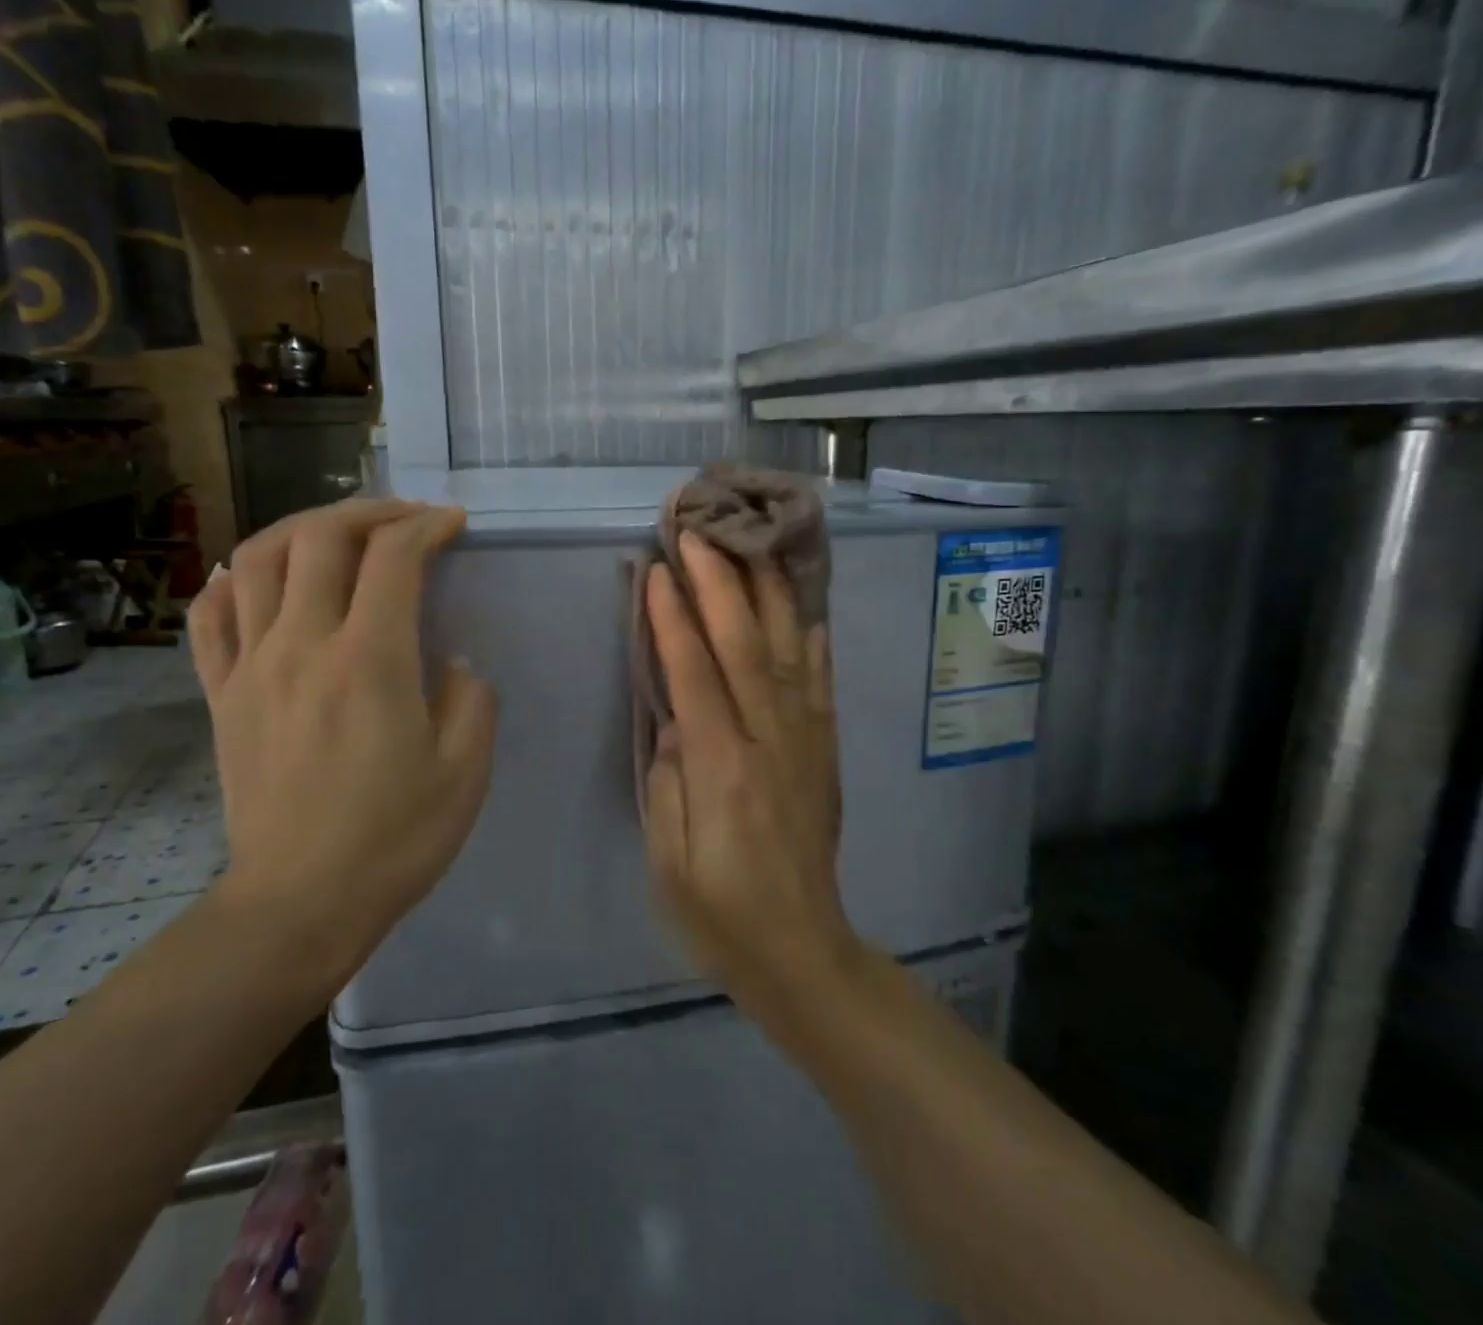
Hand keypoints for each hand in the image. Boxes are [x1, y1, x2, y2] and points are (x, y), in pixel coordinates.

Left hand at [187, 500, 496, 994]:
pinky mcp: (221, 696)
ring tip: (336, 535)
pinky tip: (256, 579)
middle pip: (319, 538)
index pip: (392, 557)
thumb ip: (471, 699)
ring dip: (301, 529)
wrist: (299, 904)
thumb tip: (452, 661)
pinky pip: (210, 617)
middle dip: (368, 511)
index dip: (426, 525)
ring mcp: (251, 668)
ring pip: (255, 560)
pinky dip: (231, 580)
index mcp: (369, 661)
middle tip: (403, 519)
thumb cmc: (394, 839)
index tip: (452, 524)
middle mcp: (302, 646)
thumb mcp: (465, 771)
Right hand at [643, 533, 856, 1009]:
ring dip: (770, 594)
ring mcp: (806, 743)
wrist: (801, 950)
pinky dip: (816, 641)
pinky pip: (823, 685)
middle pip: (746, 647)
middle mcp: (770, 743)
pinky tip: (807, 608)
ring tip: (754, 544)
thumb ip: (669, 780)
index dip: (673, 619)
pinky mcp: (826, 752)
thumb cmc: (718, 912)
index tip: (657, 570)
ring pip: (791, 652)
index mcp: (723, 770)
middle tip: (699, 532)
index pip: (695, 675)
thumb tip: (676, 717)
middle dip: (720, 584)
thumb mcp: (668, 860)